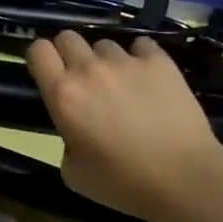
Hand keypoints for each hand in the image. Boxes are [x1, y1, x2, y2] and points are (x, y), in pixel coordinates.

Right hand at [26, 32, 222, 221]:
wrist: (184, 179)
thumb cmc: (124, 183)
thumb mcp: (74, 173)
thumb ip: (66, 139)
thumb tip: (76, 128)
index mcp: (63, 94)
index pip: (38, 50)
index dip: (41, 58)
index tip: (50, 73)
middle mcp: (89, 69)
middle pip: (68, 37)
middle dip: (70, 53)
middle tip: (84, 79)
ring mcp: (126, 61)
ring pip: (105, 43)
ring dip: (107, 60)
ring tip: (123, 84)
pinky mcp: (159, 60)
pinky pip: (141, 45)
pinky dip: (140, 58)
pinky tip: (149, 79)